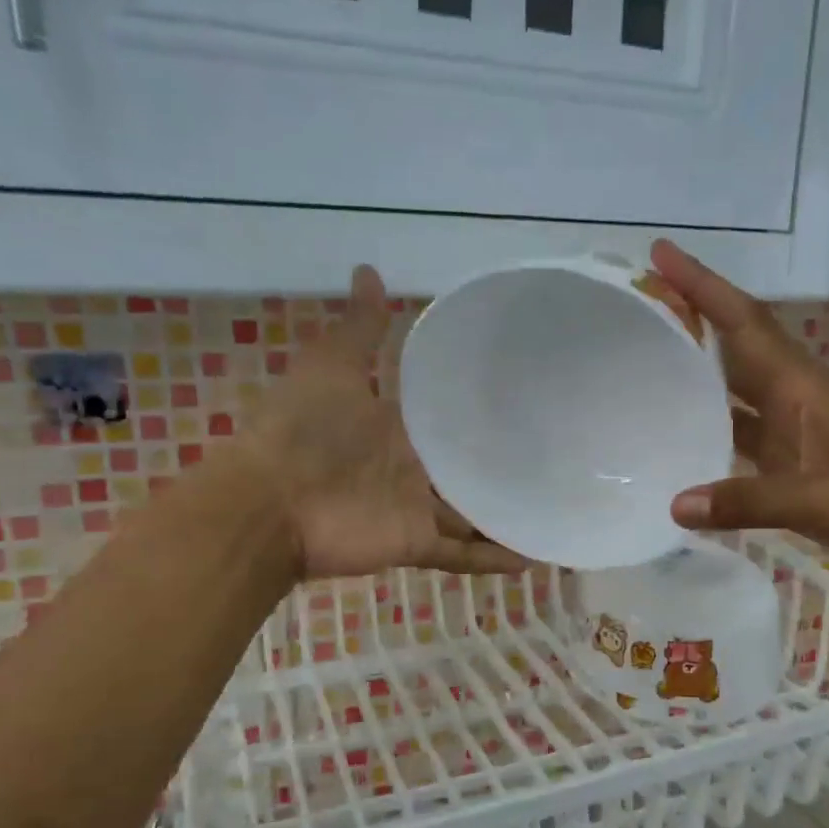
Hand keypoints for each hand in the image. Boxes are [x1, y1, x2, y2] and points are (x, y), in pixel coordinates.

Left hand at [236, 265, 527, 580]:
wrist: (270, 501)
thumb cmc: (302, 430)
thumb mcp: (332, 367)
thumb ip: (358, 328)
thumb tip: (369, 268)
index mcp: (397, 426)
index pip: (448, 417)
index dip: (480, 410)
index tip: (525, 398)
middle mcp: (413, 467)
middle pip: (465, 469)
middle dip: (501, 466)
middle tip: (558, 456)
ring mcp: (416, 508)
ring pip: (471, 515)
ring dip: (506, 517)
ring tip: (557, 508)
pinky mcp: (416, 543)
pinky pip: (462, 555)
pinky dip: (493, 559)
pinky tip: (535, 555)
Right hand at [652, 240, 828, 587]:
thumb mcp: (823, 502)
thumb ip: (748, 502)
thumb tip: (675, 505)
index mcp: (803, 389)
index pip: (745, 324)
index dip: (703, 287)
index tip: (661, 254)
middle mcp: (798, 400)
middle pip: (738, 348)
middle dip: (693, 320)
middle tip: (640, 305)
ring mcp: (801, 432)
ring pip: (740, 391)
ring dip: (700, 374)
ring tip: (649, 365)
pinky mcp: (803, 463)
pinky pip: (748, 434)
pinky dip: (716, 430)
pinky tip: (685, 441)